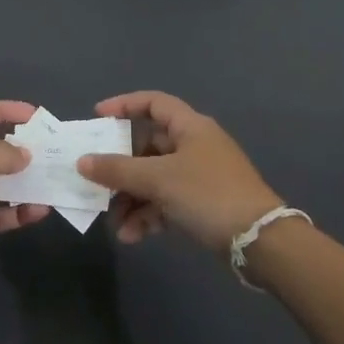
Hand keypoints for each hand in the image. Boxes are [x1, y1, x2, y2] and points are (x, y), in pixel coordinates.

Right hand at [75, 91, 280, 252]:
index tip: (96, 118)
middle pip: (147, 146)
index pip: (153, 103)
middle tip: (96, 182)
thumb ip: (117, 170)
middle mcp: (194, 145)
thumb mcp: (158, 179)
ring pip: (154, 179)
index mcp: (190, 127)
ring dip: (131, 199)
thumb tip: (82, 161)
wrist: (260, 241)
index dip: (124, 105)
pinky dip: (148, 216)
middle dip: (120, 168)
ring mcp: (199, 176)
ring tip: (115, 224)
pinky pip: (165, 202)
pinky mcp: (202, 204)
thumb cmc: (208, 194)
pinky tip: (132, 237)